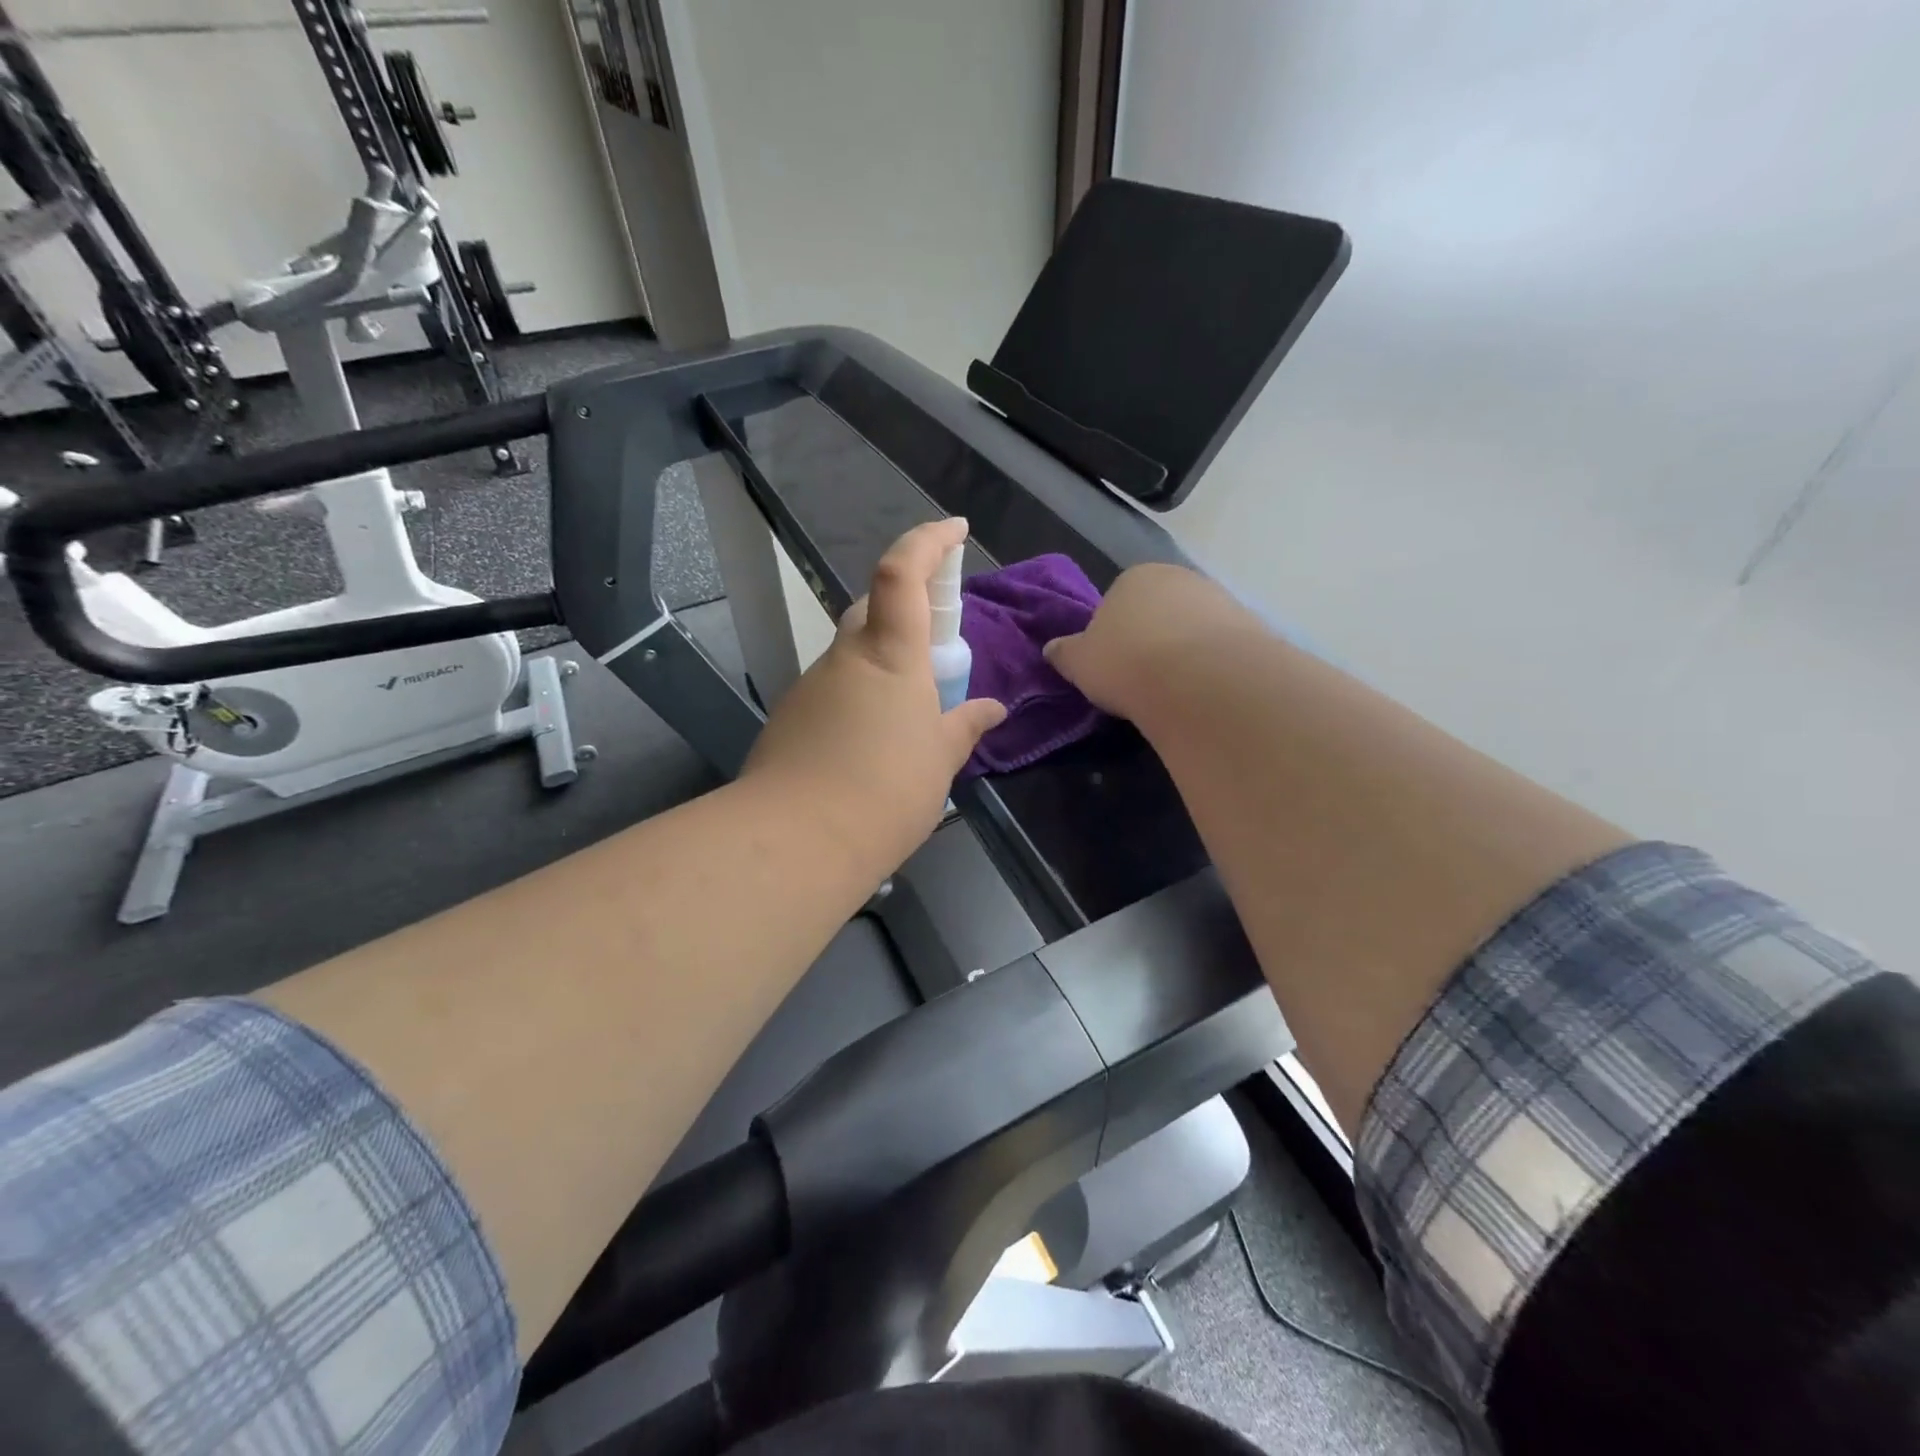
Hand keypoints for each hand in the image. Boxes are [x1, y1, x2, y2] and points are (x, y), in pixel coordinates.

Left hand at [743, 518, 1006, 869]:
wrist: (797, 841)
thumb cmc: (887, 792)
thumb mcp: (939, 761)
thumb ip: (965, 726)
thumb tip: (993, 709)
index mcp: (891, 656)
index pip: (901, 573)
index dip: (927, 541)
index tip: (954, 529)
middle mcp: (846, 658)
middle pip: (872, 610)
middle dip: (906, 613)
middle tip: (936, 653)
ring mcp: (811, 686)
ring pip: (852, 656)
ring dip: (882, 668)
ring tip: (909, 720)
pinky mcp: (790, 718)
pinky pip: (834, 692)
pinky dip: (857, 702)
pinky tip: (870, 748)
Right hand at [1043, 562, 1254, 718]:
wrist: (1201, 679)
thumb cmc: (1127, 662)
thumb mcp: (1079, 662)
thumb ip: (1064, 653)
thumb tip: (1052, 649)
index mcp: (1134, 577)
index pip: (1117, 600)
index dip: (1112, 633)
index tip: (1112, 664)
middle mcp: (1178, 577)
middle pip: (1158, 610)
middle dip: (1151, 638)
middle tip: (1141, 678)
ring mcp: (1219, 599)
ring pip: (1192, 627)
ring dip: (1183, 651)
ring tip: (1173, 691)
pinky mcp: (1250, 627)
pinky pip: (1220, 647)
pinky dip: (1211, 665)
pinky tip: (1203, 691)